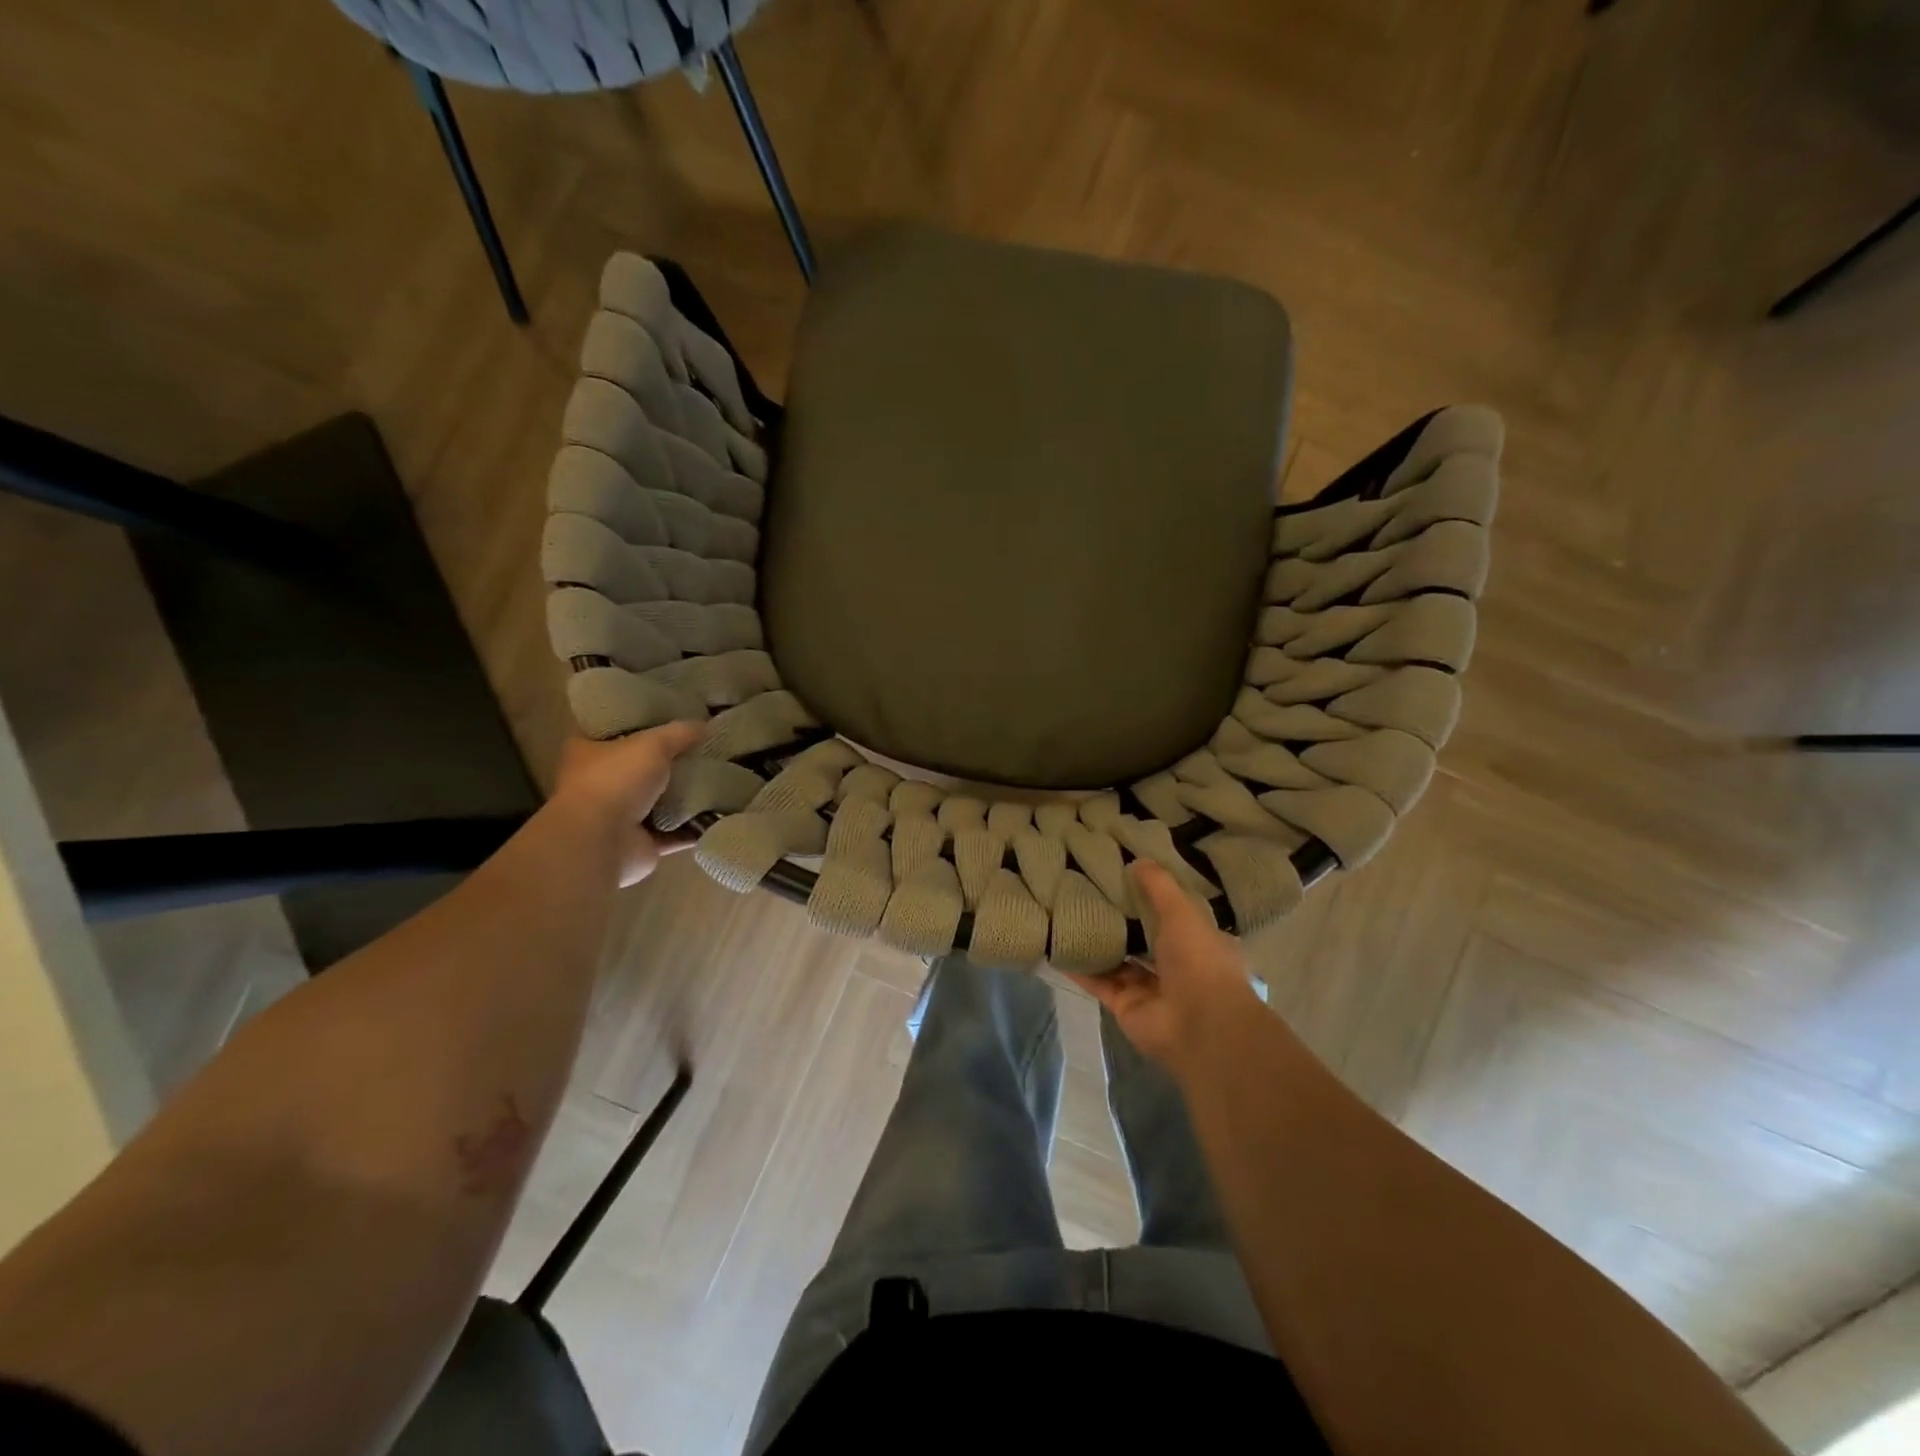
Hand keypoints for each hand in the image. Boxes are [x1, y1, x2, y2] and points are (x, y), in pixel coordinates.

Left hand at [550, 723, 704, 885]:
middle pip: (640, 767)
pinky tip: (721, 813)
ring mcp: (619, 816)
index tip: (669, 718)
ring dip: (685, 796)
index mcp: (588, 752)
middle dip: (669, 762)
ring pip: (659, 801)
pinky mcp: (641, 843)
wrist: (602, 842)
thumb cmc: (615, 781)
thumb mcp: (652, 744)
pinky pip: (676, 832)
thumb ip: (680, 733)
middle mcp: (600, 784)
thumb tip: (705, 725)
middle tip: (703, 749)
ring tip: (720, 779)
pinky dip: (695, 826)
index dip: (638, 723)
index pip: (611, 731)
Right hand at [1067, 859, 1265, 1077]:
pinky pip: (1099, 983)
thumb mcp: (1182, 912)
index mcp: (1199, 943)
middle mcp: (1176, 967)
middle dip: (1122, 921)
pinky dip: (1080, 969)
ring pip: (1119, 961)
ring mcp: (1150, 990)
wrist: (1200, 1027)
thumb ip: (1159, 886)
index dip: (1153, 898)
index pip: (1175, 916)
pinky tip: (1057, 948)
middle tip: (1090, 892)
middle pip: (1144, 939)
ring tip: (1069, 916)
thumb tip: (1137, 860)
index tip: (1126, 877)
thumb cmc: (1199, 961)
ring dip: (1099, 944)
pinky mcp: (1125, 1006)